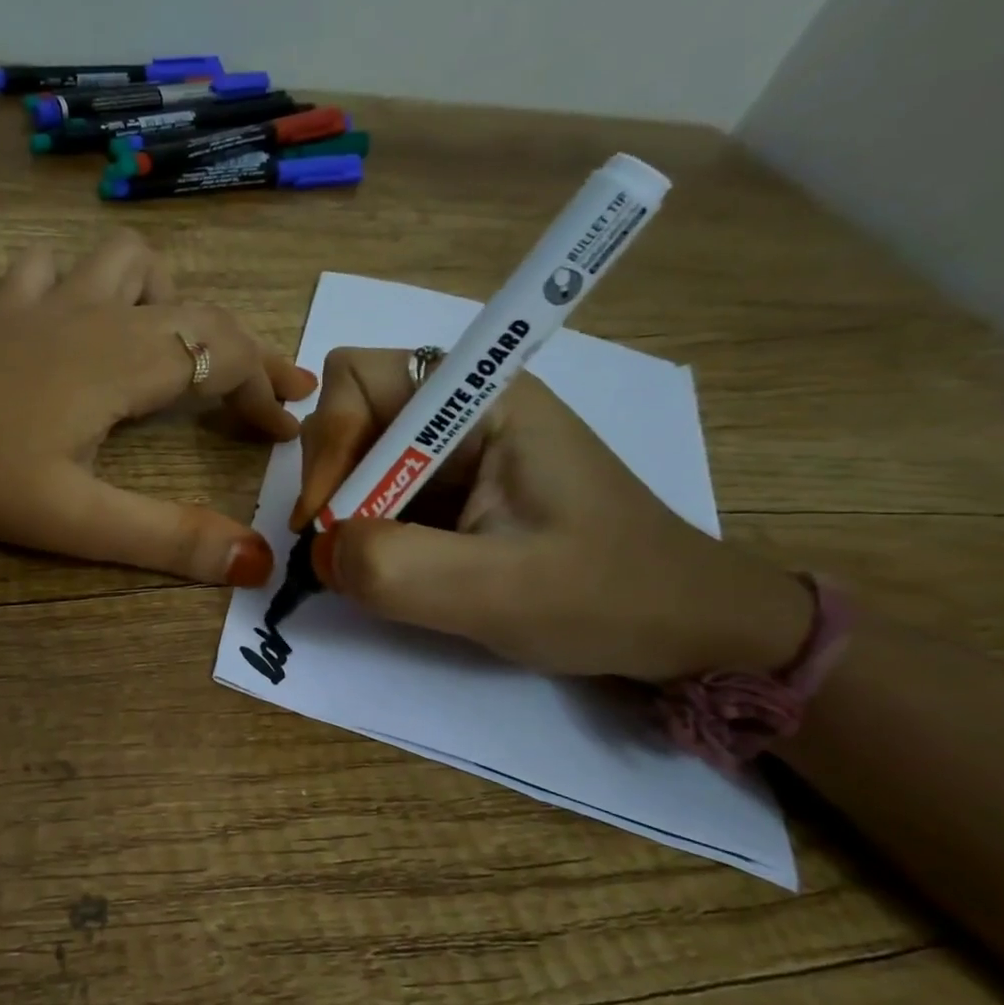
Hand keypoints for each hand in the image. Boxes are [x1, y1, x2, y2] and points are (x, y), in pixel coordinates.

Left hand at [0, 232, 313, 586]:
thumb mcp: (74, 519)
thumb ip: (166, 539)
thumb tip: (255, 561)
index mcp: (126, 362)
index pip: (227, 356)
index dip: (268, 390)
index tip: (289, 431)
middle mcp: (97, 318)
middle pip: (195, 310)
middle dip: (241, 351)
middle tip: (263, 394)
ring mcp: (44, 304)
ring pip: (128, 264)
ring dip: (166, 298)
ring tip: (170, 346)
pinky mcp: (0, 308)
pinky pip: (54, 270)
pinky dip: (84, 283)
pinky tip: (73, 313)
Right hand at [294, 348, 813, 680]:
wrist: (680, 626)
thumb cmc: (606, 597)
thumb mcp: (497, 590)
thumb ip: (395, 566)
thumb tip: (323, 553)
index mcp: (485, 399)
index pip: (361, 378)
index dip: (329, 442)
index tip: (325, 520)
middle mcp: (463, 409)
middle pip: (350, 414)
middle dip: (331, 482)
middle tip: (338, 551)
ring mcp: (457, 449)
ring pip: (359, 458)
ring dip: (345, 512)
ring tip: (364, 568)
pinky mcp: (454, 488)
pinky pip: (380, 492)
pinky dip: (364, 530)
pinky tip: (387, 568)